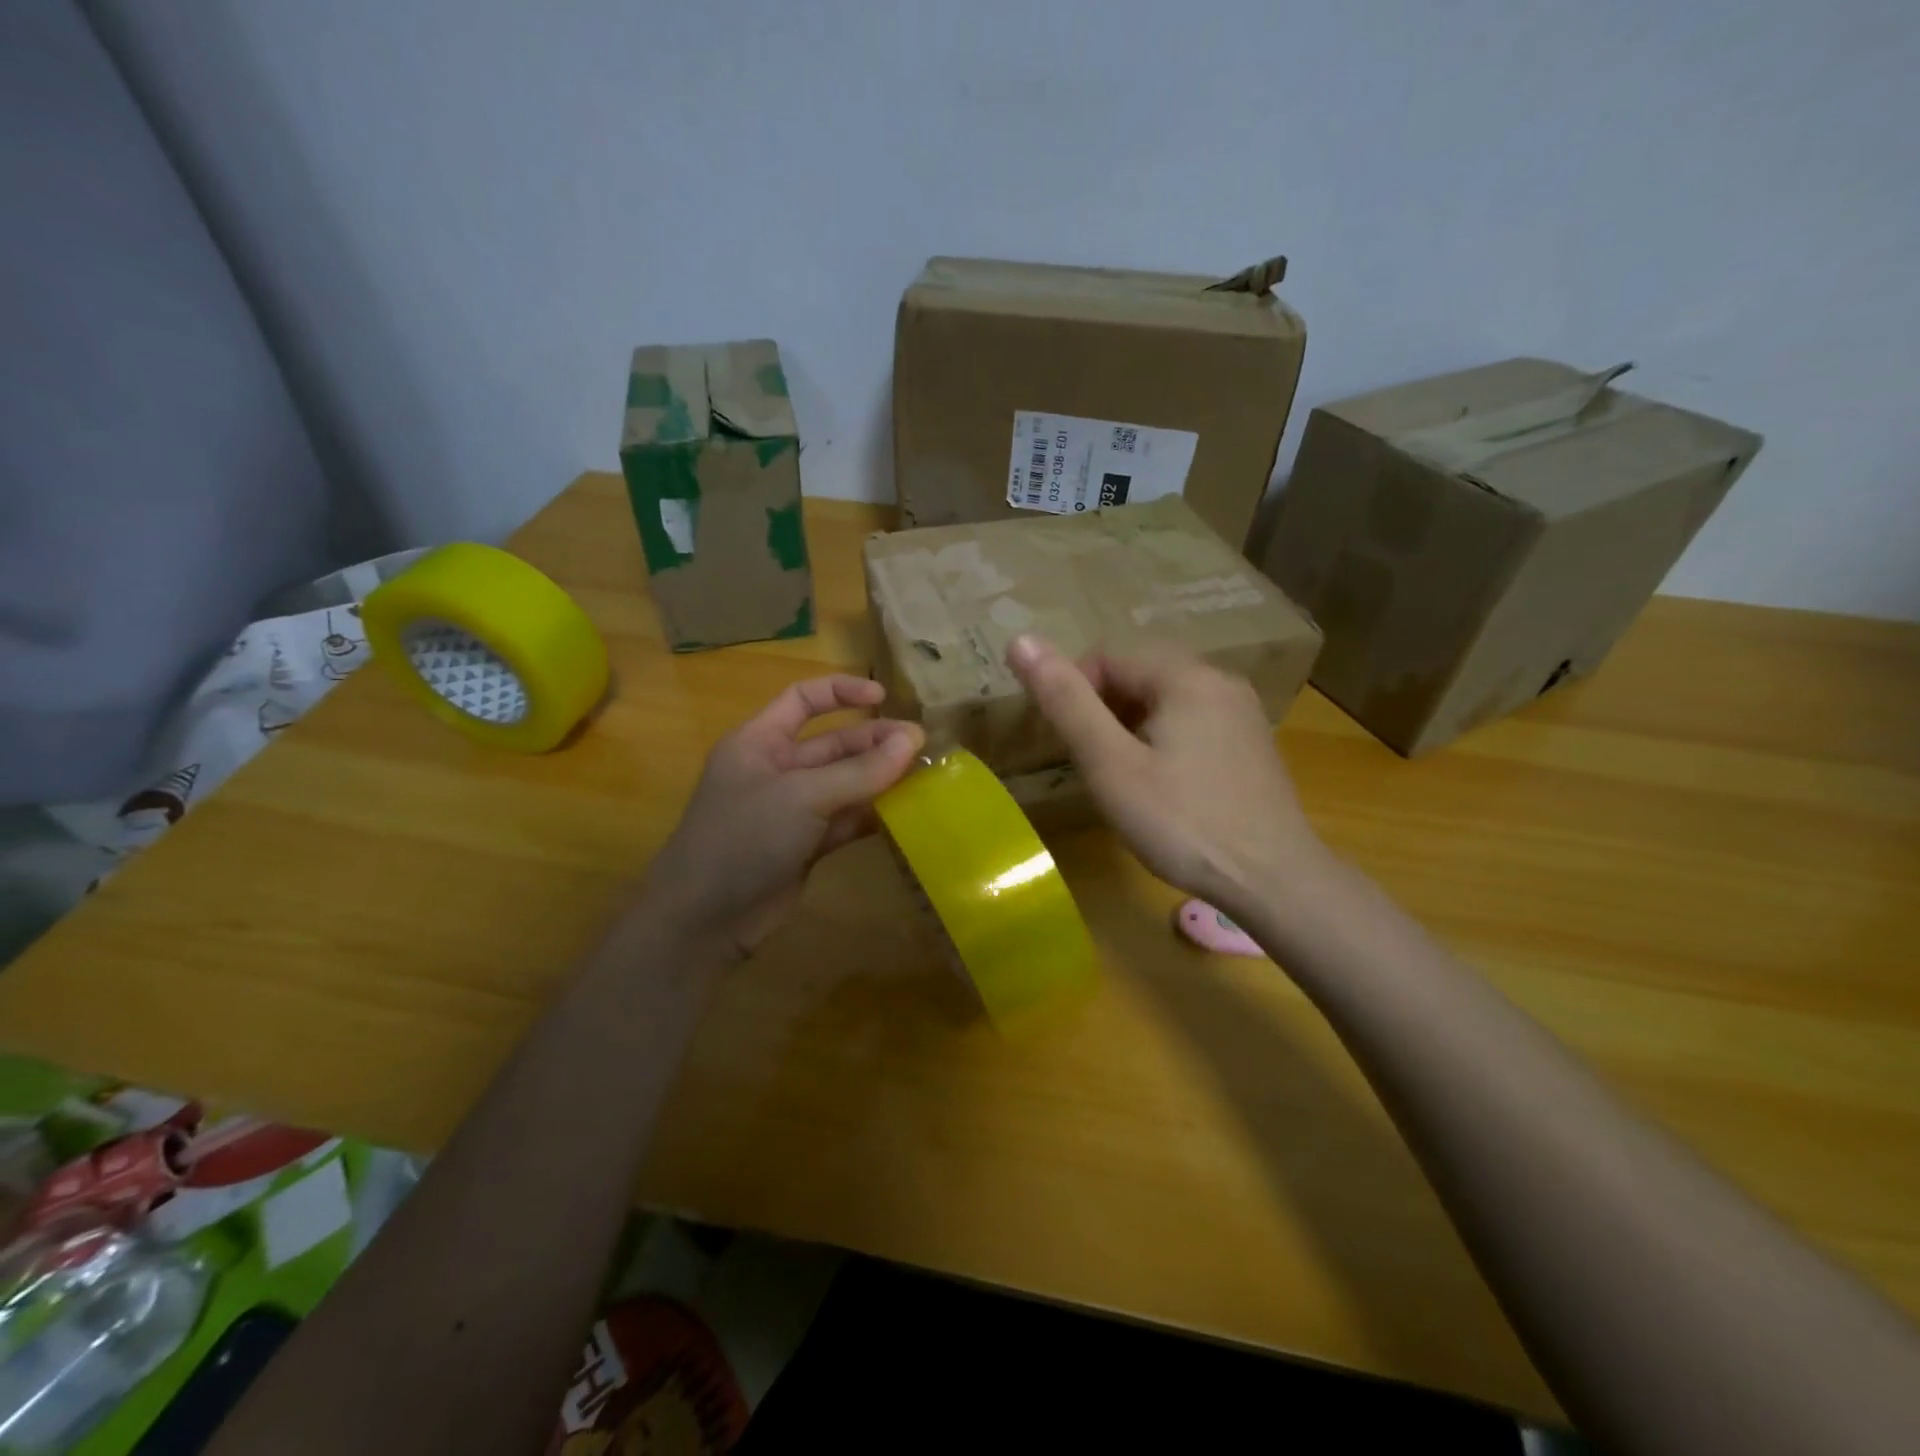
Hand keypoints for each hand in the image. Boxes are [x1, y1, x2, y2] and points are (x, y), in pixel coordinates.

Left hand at [639, 675, 923, 959]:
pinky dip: (872, 817)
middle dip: (875, 742)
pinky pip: (846, 821)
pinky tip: (905, 815)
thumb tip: (912, 740)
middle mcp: (776, 769)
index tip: (885, 699)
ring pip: (844, 784)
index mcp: (759, 741)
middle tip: (922, 748)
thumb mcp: (802, 796)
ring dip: (880, 779)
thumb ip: (859, 770)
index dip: (843, 692)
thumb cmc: (744, 838)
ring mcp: (791, 810)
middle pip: (833, 744)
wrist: (704, 920)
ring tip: (923, 777)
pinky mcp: (805, 846)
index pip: (804, 699)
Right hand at [1006, 635, 1327, 915]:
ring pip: (1166, 700)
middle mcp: (1220, 680)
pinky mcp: (1252, 744)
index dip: (1074, 695)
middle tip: (1093, 764)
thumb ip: (1066, 701)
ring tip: (1123, 778)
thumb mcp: (1110, 764)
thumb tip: (1020, 640)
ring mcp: (1243, 713)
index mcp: (1185, 676)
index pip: (1107, 658)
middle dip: (1104, 710)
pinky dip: (1164, 739)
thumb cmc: (1182, 823)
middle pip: (1139, 675)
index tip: (1068, 746)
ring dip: (1132, 727)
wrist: (1274, 880)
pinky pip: (1194, 722)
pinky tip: (1165, 786)